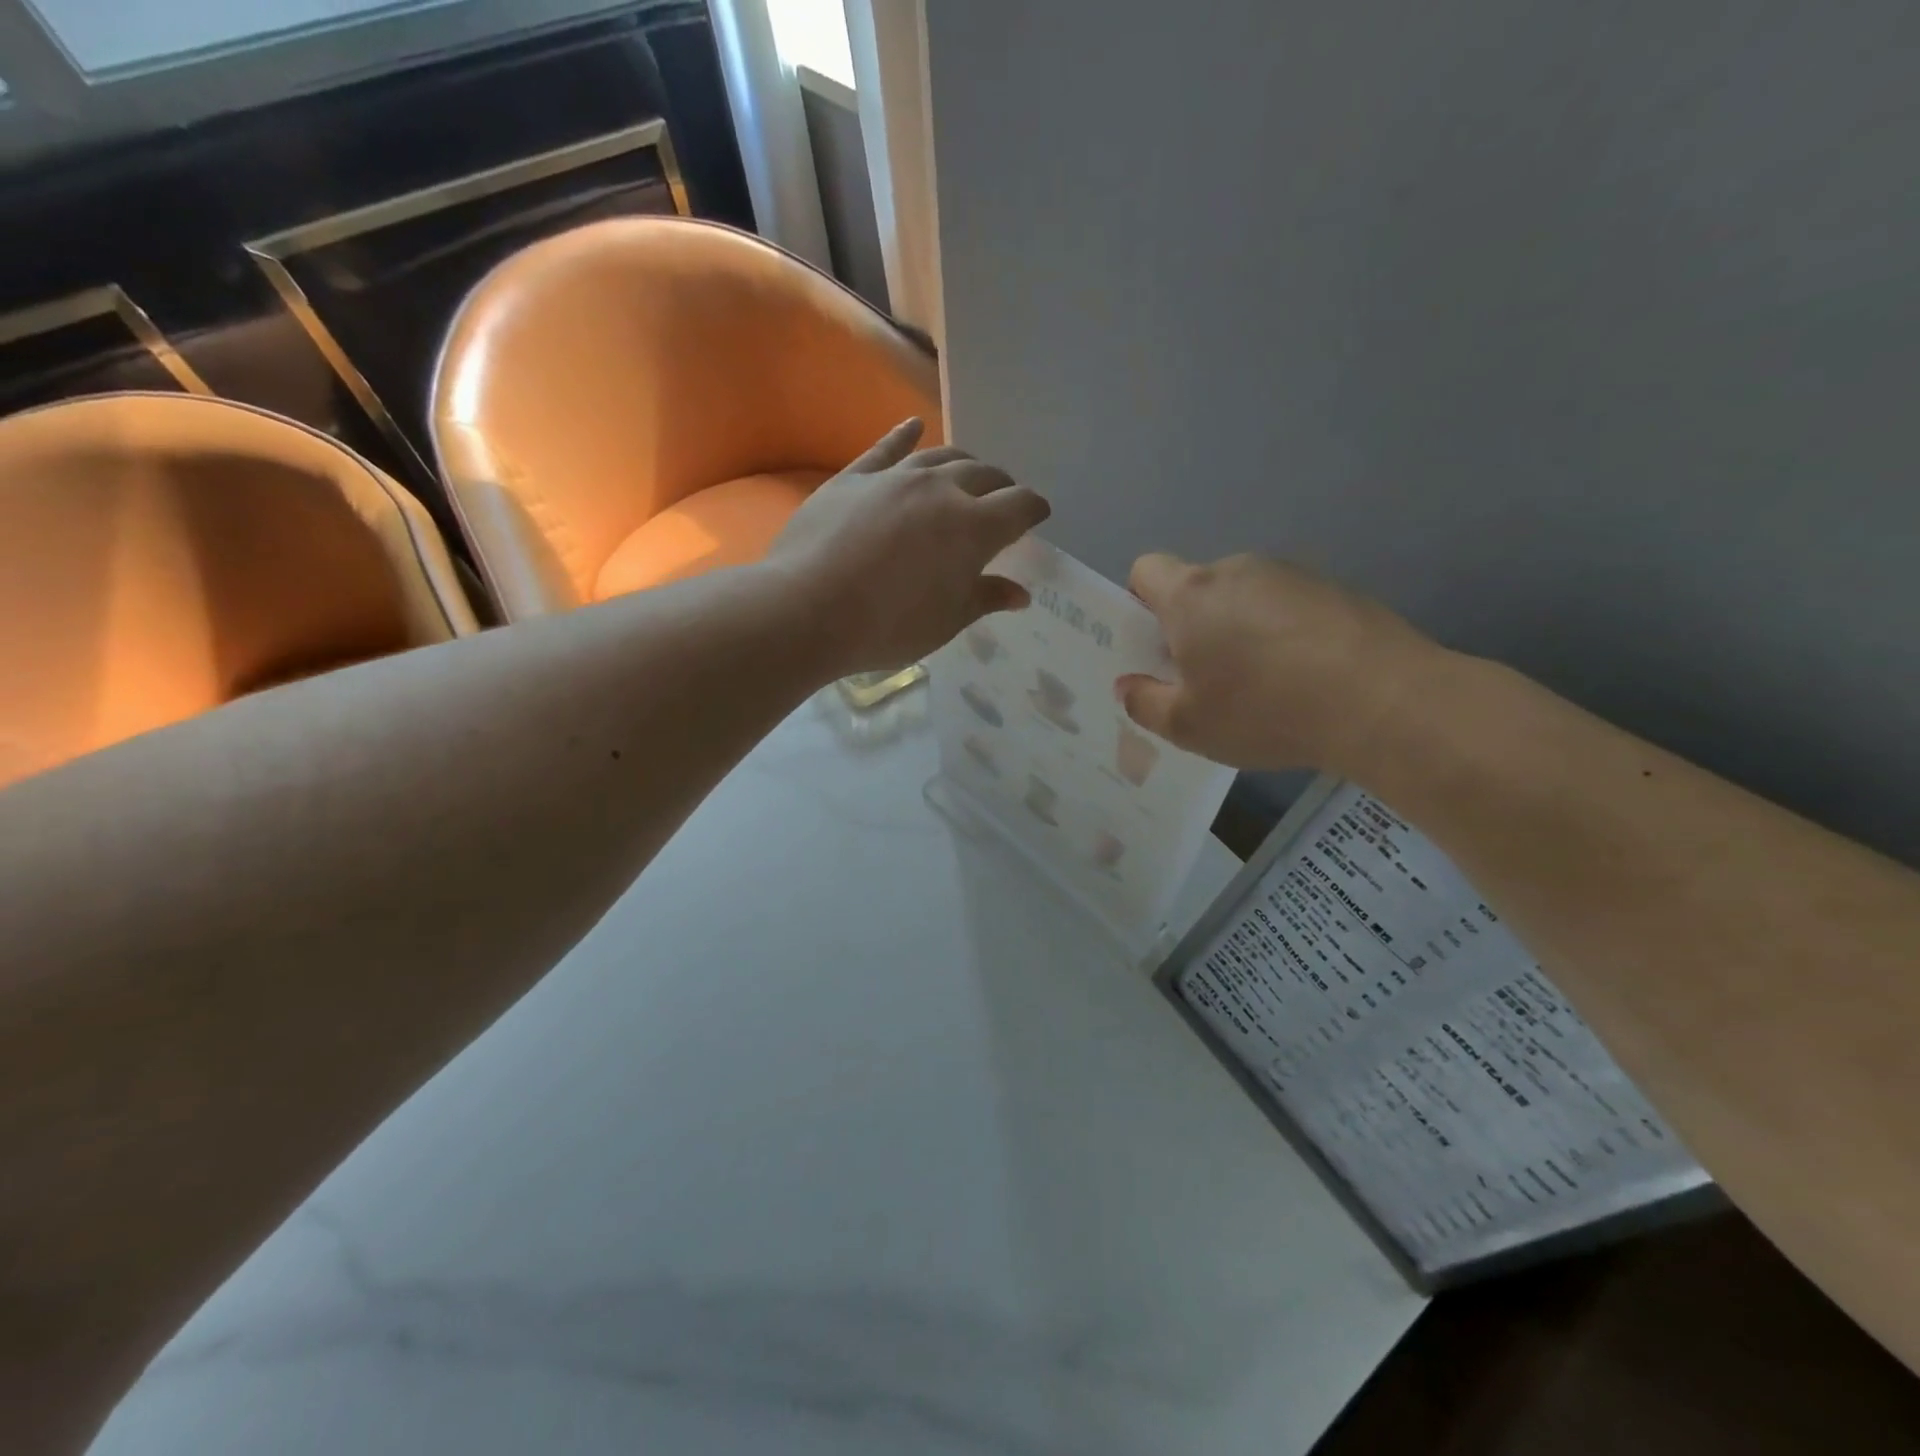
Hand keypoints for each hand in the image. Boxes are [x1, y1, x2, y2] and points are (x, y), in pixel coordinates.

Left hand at [767, 418, 1050, 674]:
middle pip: (984, 474)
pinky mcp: (854, 477)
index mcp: (974, 528)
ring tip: (967, 474)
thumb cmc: (888, 627)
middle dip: (1001, 486)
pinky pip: (886, 449)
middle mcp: (941, 490)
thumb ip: (985, 599)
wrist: (808, 609)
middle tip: (1002, 501)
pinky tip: (913, 426)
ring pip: (941, 456)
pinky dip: (904, 436)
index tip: (1037, 516)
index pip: (1019, 506)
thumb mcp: (946, 622)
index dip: (1033, 509)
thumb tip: (1019, 593)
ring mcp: (895, 478)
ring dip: (962, 463)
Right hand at [1117, 553, 1445, 773]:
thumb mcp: (1187, 726)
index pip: (1146, 571)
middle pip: (1198, 588)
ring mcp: (1290, 575)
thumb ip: (1144, 703)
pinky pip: (1288, 607)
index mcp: (1190, 596)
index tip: (1156, 646)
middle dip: (1193, 626)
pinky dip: (1284, 634)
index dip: (1140, 603)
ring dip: (1240, 630)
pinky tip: (1305, 678)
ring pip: (1245, 598)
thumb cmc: (1263, 710)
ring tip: (1265, 685)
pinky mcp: (1335, 589)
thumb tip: (1127, 685)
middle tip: (1207, 680)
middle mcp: (1236, 571)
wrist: (1381, 701)